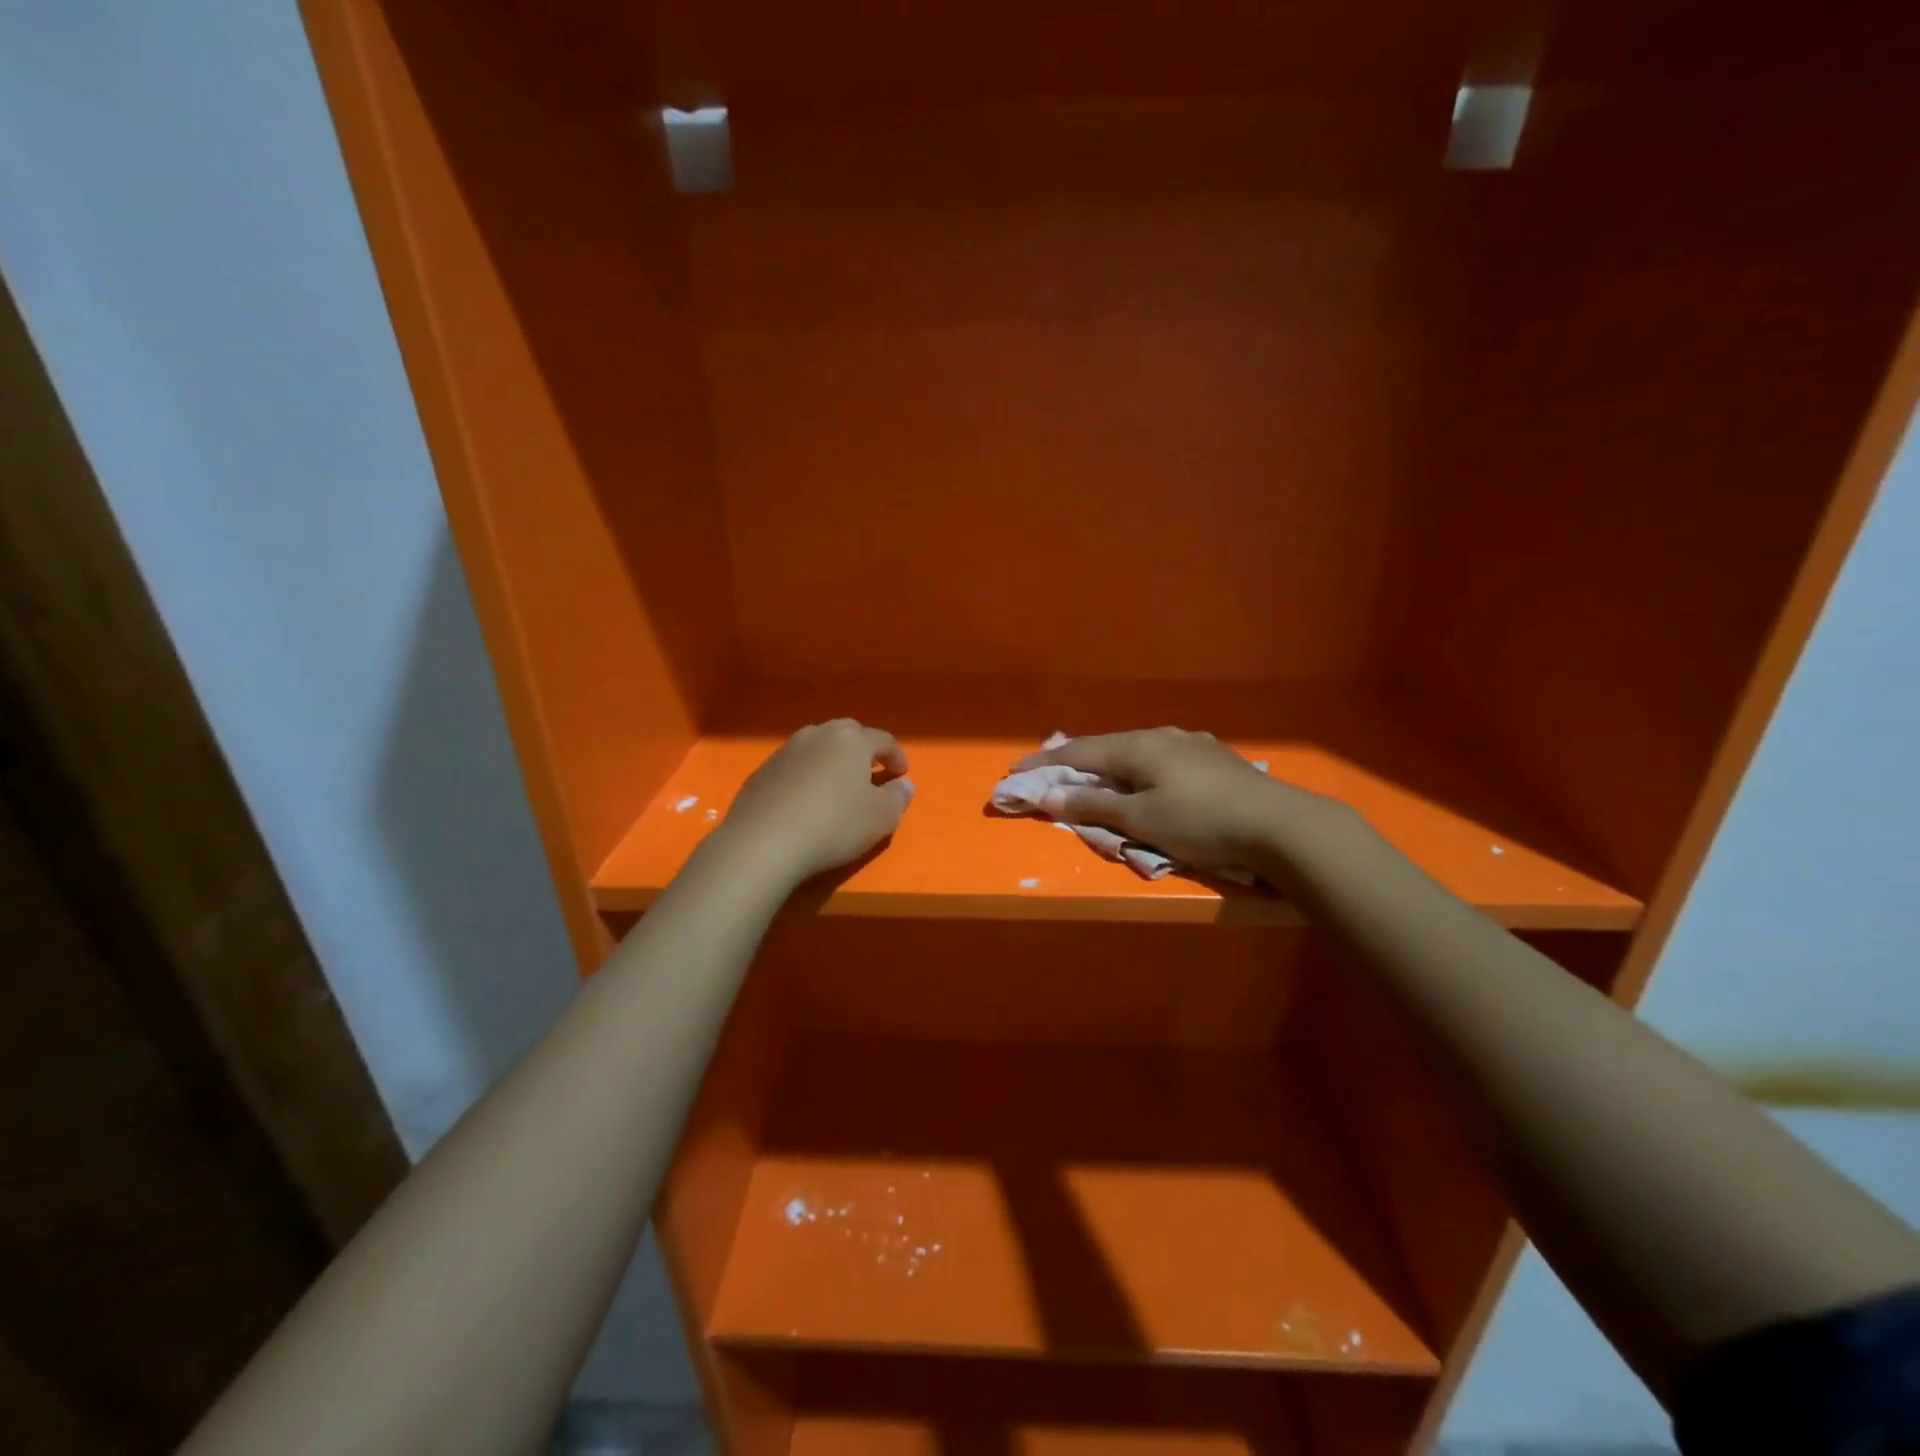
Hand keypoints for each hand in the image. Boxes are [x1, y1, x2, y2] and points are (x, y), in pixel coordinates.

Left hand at [713, 720, 914, 885]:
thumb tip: (905, 784)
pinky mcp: (760, 772)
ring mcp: (784, 751)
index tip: (902, 774)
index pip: (882, 739)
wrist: (764, 842)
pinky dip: (804, 777)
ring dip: (830, 761)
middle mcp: (817, 735)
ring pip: (816, 748)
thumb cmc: (834, 825)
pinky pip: (792, 768)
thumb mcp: (881, 817)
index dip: (896, 755)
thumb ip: (898, 797)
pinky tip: (804, 802)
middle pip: (846, 734)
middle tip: (869, 772)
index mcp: (851, 740)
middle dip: (861, 750)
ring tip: (836, 786)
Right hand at [1009, 727, 1344, 872]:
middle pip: (1107, 745)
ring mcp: (1191, 743)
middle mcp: (1161, 735)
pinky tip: (1147, 780)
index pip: (1078, 750)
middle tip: (1052, 773)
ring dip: (1109, 765)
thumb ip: (1094, 804)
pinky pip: (1160, 759)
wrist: (1280, 824)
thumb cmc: (1201, 822)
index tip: (1016, 771)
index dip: (1045, 762)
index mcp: (1138, 746)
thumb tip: (1050, 794)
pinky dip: (1138, 770)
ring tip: (1096, 777)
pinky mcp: (1214, 758)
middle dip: (1076, 760)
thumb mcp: (1141, 820)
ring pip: (1136, 751)